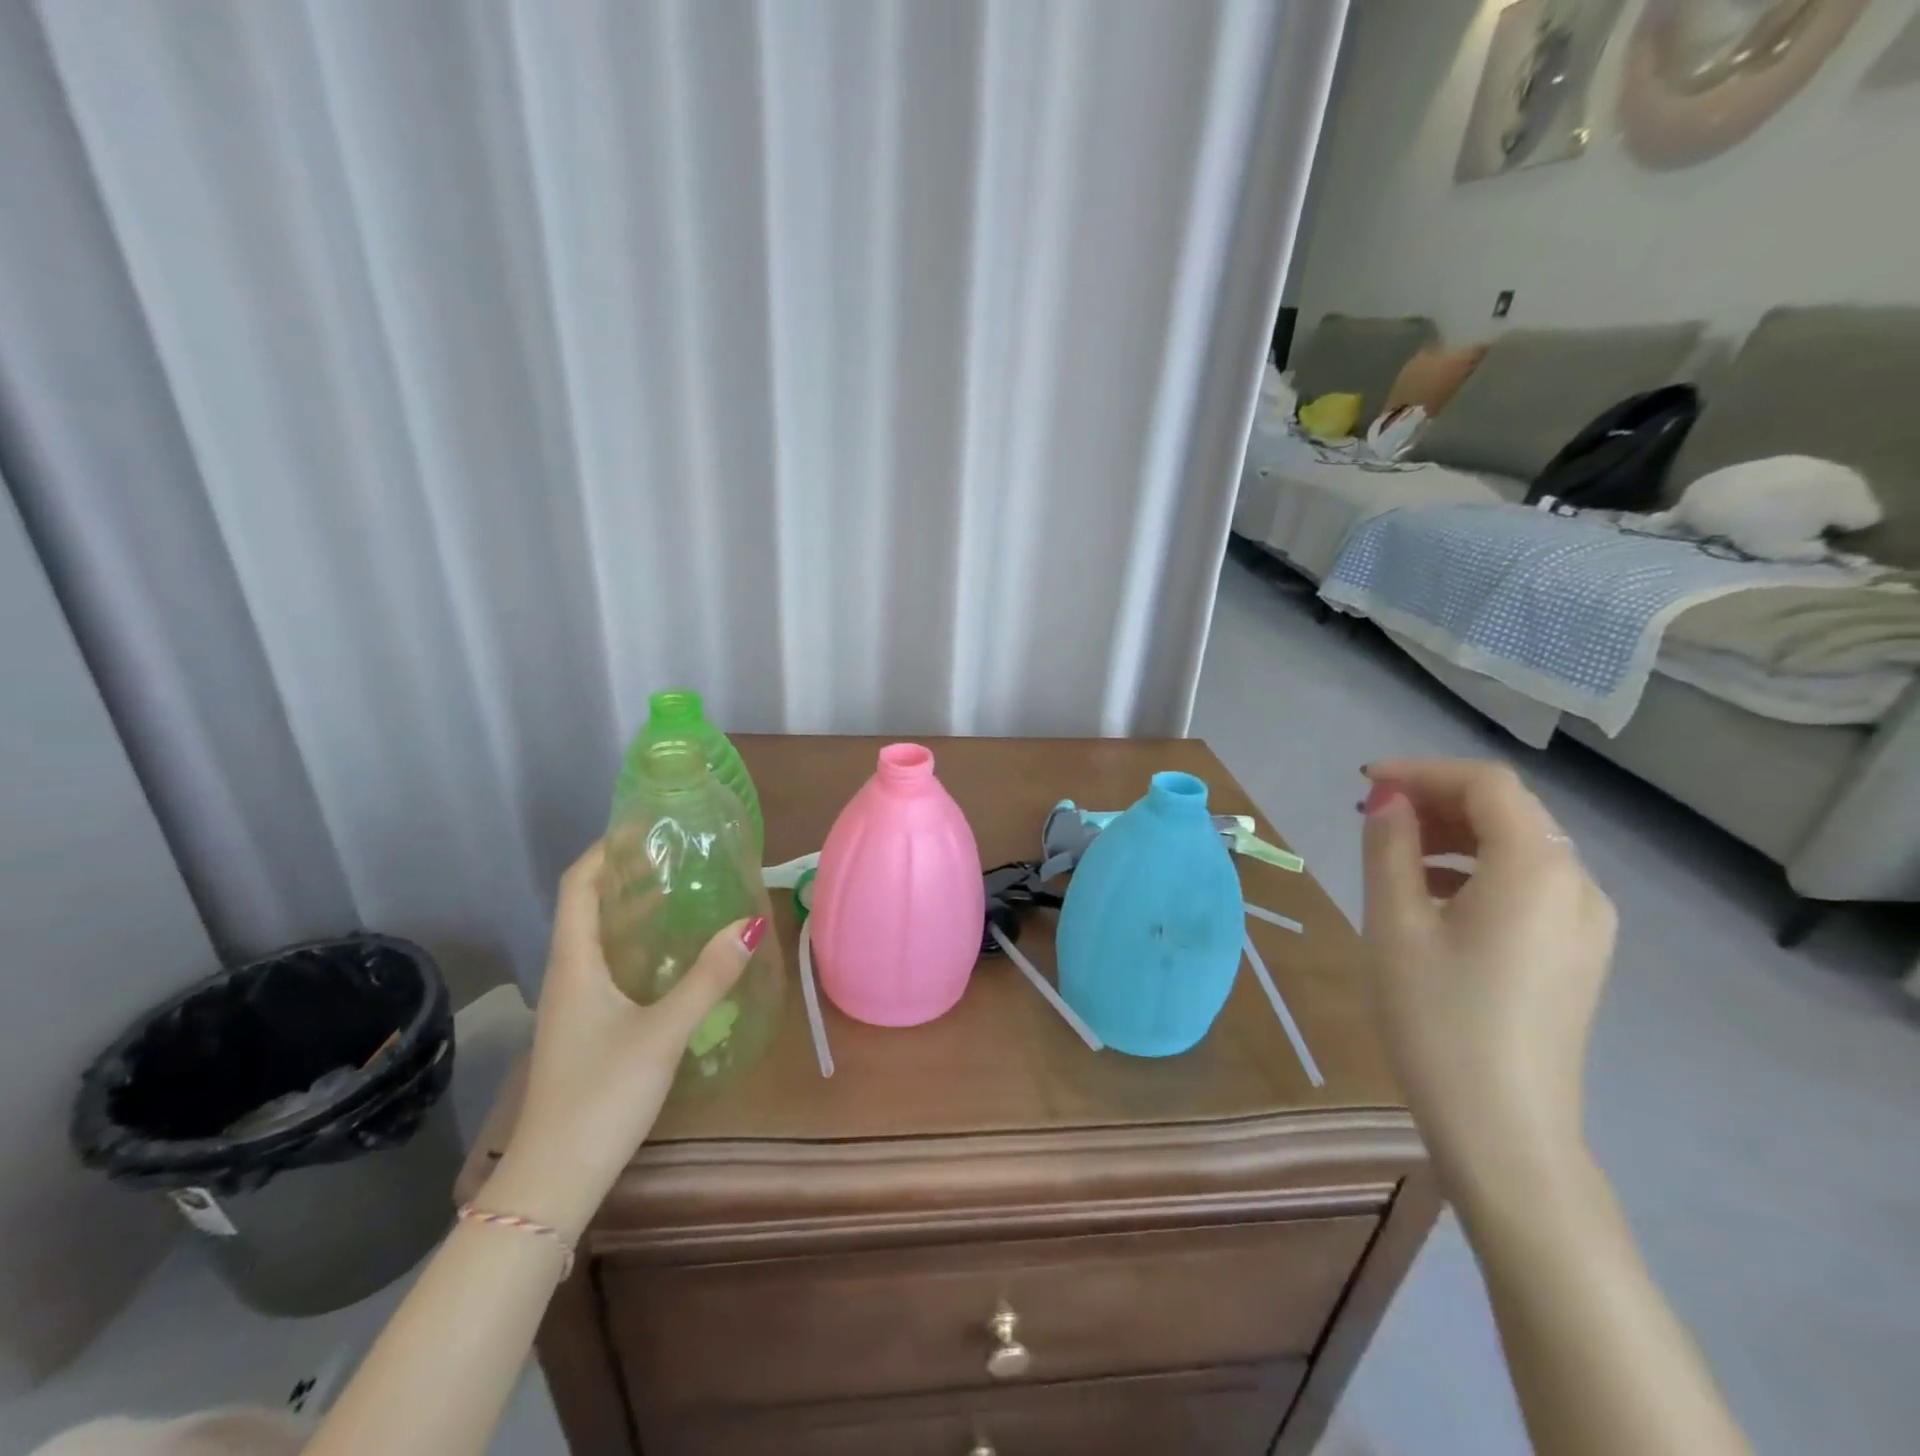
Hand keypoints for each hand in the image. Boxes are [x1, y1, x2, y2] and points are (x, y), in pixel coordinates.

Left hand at [481, 843, 761, 1238]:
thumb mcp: (663, 1031)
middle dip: (627, 874)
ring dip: (633, 910)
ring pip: (600, 938)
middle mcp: (569, 973)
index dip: (606, 850)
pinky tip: (672, 956)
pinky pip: (609, 966)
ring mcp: (574, 1003)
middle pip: (589, 906)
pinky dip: (637, 945)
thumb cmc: (602, 1095)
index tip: (644, 828)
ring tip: (682, 893)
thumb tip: (750, 923)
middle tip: (677, 856)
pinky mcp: (586, 1027)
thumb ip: (708, 977)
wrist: (553, 1178)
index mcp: (575, 962)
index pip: (580, 885)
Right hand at [1360, 760, 1615, 1198]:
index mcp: (1536, 870)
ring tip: (1394, 850)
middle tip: (1372, 813)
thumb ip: (1390, 847)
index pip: (1486, 785)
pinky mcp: (1578, 953)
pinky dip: (1479, 869)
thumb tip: (1387, 798)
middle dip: (1437, 799)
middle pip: (1509, 811)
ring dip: (1456, 833)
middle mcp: (1578, 885)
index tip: (1364, 783)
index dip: (1422, 771)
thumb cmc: (1437, 1018)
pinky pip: (1529, 884)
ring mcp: (1587, 924)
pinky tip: (1433, 895)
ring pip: (1520, 847)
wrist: (1504, 1129)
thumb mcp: (1395, 923)